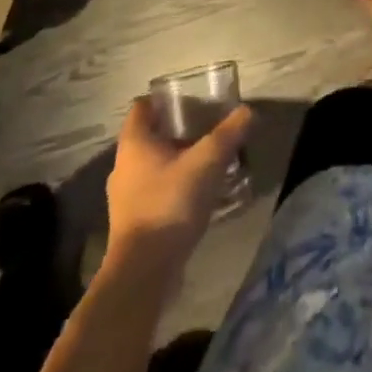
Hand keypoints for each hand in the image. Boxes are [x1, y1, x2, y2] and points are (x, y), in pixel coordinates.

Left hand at [104, 97, 252, 266]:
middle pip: (149, 137)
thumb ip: (229, 133)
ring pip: (153, 166)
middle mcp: (123, 166)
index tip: (188, 98)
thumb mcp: (207, 162)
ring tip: (208, 160)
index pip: (141, 108)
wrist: (143, 272)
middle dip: (176, 130)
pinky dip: (174, 186)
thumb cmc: (170, 203)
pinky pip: (155, 191)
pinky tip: (198, 193)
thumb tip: (248, 110)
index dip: (162, 99)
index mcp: (134, 144)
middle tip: (207, 127)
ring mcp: (125, 197)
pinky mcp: (134, 223)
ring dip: (176, 160)